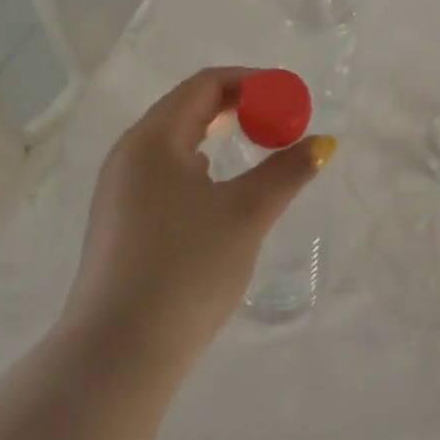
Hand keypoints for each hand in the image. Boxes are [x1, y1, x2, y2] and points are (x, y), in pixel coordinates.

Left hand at [60, 68, 334, 371]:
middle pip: (187, 107)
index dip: (252, 82)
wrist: (116, 358)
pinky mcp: (119, 222)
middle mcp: (129, 154)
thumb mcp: (246, 215)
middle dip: (237, 106)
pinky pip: (164, 171)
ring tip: (255, 147)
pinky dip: (198, 164)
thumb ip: (286, 172)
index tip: (289, 97)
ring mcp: (119, 190)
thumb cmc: (185, 270)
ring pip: (174, 142)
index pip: (205, 85)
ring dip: (217, 134)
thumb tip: (322, 144)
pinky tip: (217, 190)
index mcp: (153, 139)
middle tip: (278, 120)